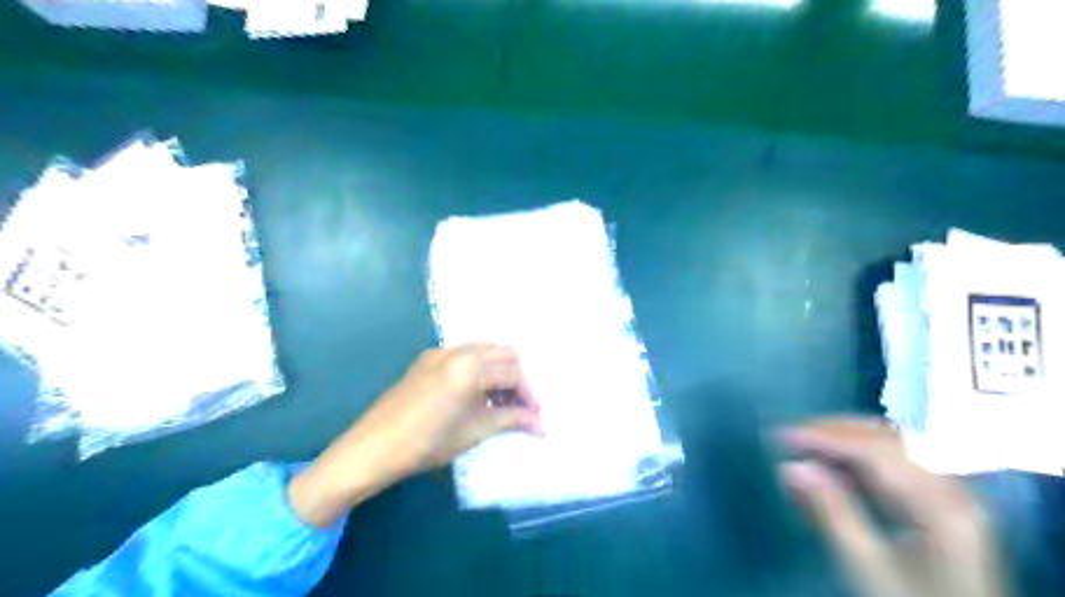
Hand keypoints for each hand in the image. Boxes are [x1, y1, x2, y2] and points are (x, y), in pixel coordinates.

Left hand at [288, 345, 542, 525]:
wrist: (372, 449)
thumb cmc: (427, 443)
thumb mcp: (474, 431)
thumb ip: (511, 420)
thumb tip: (541, 426)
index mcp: (471, 366)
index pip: (514, 372)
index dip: (529, 395)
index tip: (536, 418)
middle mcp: (458, 350)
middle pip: (503, 353)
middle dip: (517, 379)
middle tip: (521, 409)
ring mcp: (439, 352)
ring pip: (484, 351)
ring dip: (498, 372)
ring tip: (500, 405)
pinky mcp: (426, 360)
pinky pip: (463, 355)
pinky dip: (478, 370)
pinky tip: (475, 396)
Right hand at [780, 417, 1003, 596]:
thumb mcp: (865, 565)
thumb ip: (829, 511)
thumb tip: (791, 466)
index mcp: (937, 504)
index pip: (873, 451)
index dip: (823, 438)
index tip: (782, 436)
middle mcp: (952, 489)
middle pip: (887, 439)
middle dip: (835, 431)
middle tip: (792, 435)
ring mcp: (952, 494)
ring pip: (894, 445)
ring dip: (848, 438)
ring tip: (809, 443)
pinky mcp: (945, 503)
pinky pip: (901, 460)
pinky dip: (864, 453)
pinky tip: (839, 461)